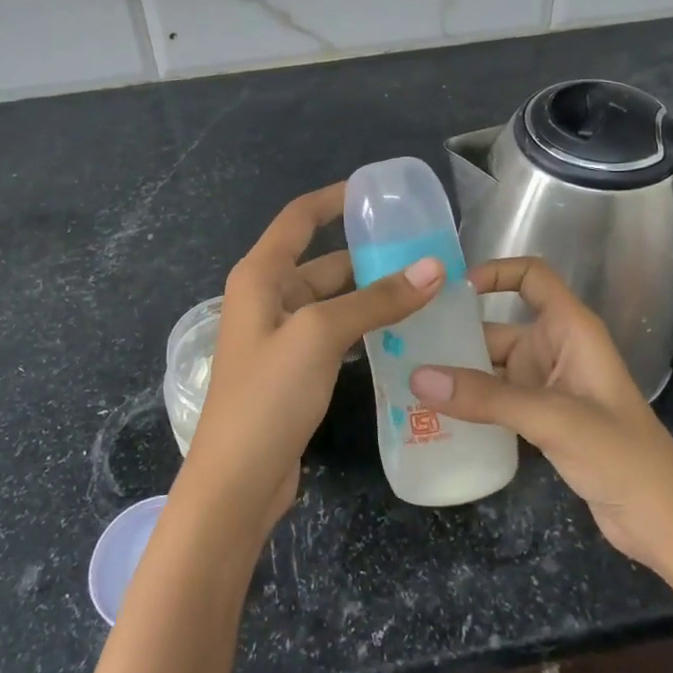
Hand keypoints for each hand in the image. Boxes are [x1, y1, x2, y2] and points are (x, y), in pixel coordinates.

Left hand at [181, 183, 443, 535]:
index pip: (300, 218)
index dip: (335, 198)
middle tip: (427, 252)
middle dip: (371, 255)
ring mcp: (281, 335)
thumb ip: (376, 300)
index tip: (379, 191)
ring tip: (428, 289)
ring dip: (374, 295)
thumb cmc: (268, 395)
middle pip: (324, 261)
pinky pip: (336, 333)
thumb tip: (435, 267)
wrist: (237, 482)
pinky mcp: (295, 368)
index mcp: (260, 275)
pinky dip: (366, 327)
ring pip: (335, 300)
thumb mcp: (320, 335)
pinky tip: (404, 332)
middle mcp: (268, 297)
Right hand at [408, 257, 672, 570]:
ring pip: (493, 367)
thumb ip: (485, 397)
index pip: (533, 277)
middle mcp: (556, 349)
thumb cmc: (620, 454)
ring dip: (457, 373)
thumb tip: (417, 377)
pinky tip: (434, 414)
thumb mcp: (551, 418)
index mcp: (571, 329)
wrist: (664, 522)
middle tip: (403, 344)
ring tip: (406, 378)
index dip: (495, 272)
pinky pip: (497, 399)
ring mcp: (549, 386)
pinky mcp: (543, 420)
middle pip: (498, 326)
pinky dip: (470, 403)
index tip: (449, 291)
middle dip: (456, 334)